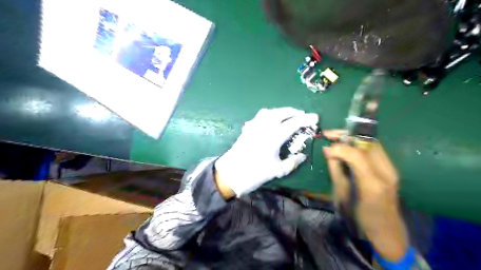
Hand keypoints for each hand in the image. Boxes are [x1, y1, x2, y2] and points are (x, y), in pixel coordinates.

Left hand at [215, 107, 317, 197]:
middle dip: (294, 112)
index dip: (306, 119)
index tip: (315, 118)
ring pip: (269, 111)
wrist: (230, 174)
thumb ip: (292, 162)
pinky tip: (270, 122)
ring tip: (287, 117)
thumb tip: (302, 156)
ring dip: (281, 111)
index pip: (293, 123)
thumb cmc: (255, 173)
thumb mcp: (277, 170)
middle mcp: (264, 127)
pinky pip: (260, 116)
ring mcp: (254, 126)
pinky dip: (269, 115)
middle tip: (302, 116)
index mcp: (274, 136)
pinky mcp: (247, 129)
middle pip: (281, 112)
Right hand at [323, 131, 409, 260]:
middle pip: (368, 142)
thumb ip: (335, 170)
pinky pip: (373, 149)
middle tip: (328, 134)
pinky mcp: (390, 170)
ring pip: (372, 143)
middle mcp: (386, 173)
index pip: (357, 155)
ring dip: (352, 137)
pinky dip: (359, 144)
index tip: (326, 148)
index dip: (340, 147)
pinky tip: (348, 146)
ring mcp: (391, 170)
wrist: (387, 232)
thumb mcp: (342, 195)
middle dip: (346, 135)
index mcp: (372, 184)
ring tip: (336, 137)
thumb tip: (328, 150)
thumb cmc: (359, 217)